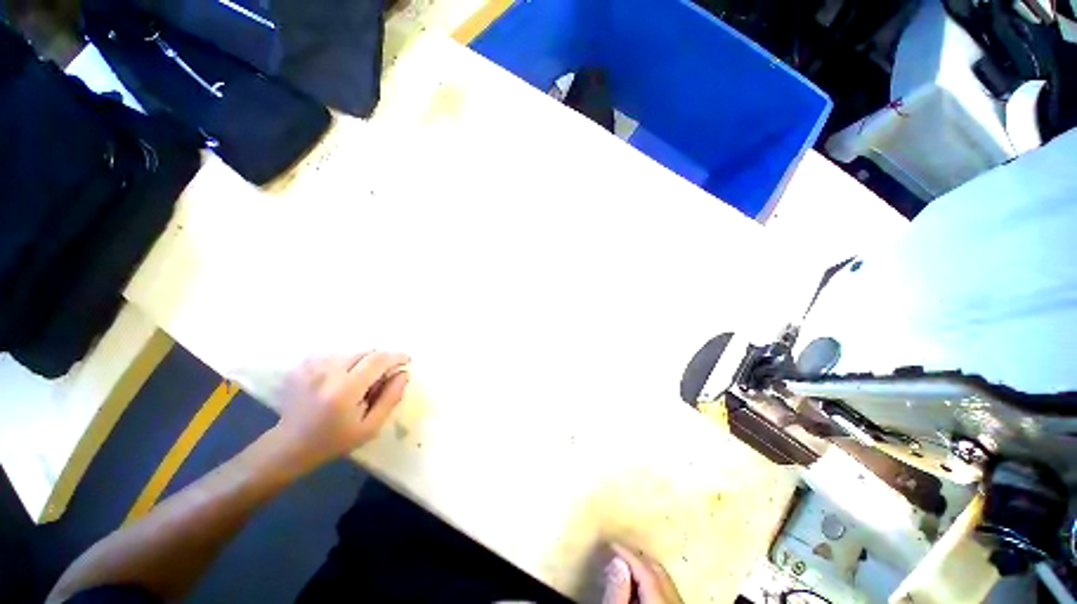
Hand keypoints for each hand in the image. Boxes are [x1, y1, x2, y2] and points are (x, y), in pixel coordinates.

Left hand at [270, 351, 410, 473]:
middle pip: (366, 352)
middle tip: (381, 378)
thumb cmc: (334, 440)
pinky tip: (340, 379)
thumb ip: (390, 398)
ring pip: (351, 353)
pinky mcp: (301, 366)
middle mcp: (327, 373)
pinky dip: (344, 363)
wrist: (290, 445)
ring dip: (362, 362)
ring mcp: (311, 368)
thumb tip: (403, 374)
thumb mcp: (370, 427)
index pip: (378, 360)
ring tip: (358, 381)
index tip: (406, 360)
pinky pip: (334, 355)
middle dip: (380, 361)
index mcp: (345, 390)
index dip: (396, 356)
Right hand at [602, 543, 683, 603]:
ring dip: (645, 568)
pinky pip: (667, 588)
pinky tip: (639, 583)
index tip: (612, 543)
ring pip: (664, 577)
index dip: (627, 552)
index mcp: (661, 599)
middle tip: (618, 552)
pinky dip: (653, 580)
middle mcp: (675, 599)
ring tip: (625, 566)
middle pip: (658, 570)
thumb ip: (618, 589)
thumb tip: (617, 560)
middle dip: (637, 557)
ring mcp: (678, 603)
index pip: (646, 567)